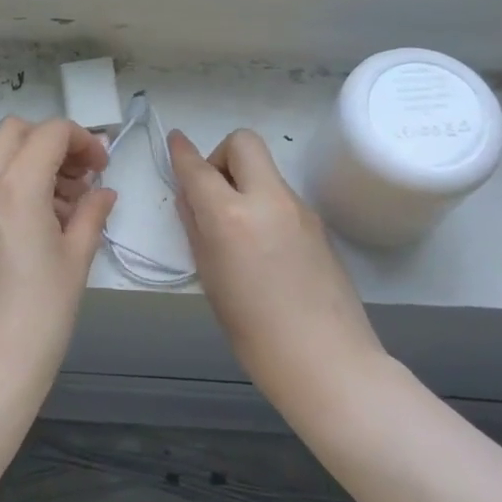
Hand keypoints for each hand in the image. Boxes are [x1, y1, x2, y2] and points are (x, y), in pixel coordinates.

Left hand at [0, 117, 115, 401]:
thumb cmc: (41, 313)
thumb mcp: (76, 257)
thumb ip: (92, 212)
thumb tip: (103, 191)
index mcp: (14, 188)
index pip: (50, 133)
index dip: (83, 140)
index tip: (102, 168)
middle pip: (15, 131)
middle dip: (52, 141)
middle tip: (81, 176)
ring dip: (34, 161)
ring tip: (68, 205)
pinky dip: (16, 182)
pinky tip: (43, 221)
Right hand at [168, 129, 386, 406]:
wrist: (326, 360)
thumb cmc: (254, 332)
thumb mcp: (210, 278)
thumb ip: (197, 229)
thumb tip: (191, 197)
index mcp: (231, 217)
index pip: (198, 168)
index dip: (181, 152)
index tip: (174, 141)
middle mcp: (268, 199)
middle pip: (244, 143)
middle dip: (221, 155)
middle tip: (214, 193)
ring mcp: (299, 208)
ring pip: (265, 170)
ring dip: (245, 181)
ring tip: (237, 228)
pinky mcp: (318, 222)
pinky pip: (282, 195)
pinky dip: (264, 202)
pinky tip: (264, 246)